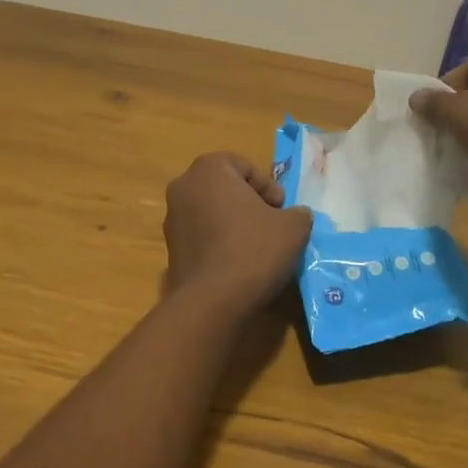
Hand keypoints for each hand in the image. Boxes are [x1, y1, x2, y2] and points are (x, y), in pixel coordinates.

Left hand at [163, 153, 312, 310]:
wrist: (212, 301)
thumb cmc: (253, 250)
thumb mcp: (293, 227)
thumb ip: (298, 213)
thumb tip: (295, 216)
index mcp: (209, 168)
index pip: (245, 167)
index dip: (269, 188)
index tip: (282, 211)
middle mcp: (184, 186)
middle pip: (225, 188)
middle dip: (249, 204)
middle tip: (272, 226)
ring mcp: (172, 217)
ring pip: (212, 212)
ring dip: (233, 224)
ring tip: (256, 248)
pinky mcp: (170, 247)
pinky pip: (201, 236)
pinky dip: (218, 243)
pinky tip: (237, 264)